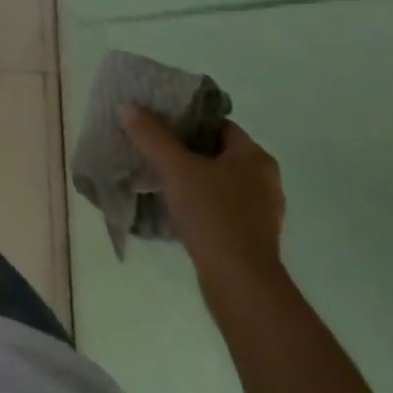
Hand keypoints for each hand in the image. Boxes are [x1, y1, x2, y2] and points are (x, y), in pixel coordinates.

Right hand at [121, 106, 284, 295]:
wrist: (240, 286)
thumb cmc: (213, 216)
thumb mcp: (175, 168)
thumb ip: (151, 134)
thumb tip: (128, 106)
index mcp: (254, 157)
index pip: (217, 123)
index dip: (186, 118)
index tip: (158, 120)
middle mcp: (264, 180)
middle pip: (215, 151)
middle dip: (184, 148)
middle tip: (152, 144)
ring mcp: (260, 211)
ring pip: (217, 180)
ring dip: (190, 176)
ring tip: (158, 173)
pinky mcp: (251, 237)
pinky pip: (220, 205)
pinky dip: (199, 201)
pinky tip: (174, 204)